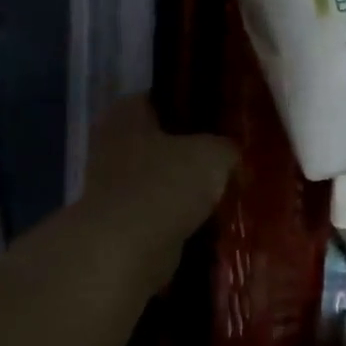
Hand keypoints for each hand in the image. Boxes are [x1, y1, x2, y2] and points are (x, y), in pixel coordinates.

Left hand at [80, 97, 236, 261]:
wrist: (128, 248)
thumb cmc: (165, 184)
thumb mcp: (213, 154)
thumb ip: (227, 147)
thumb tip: (231, 154)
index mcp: (127, 113)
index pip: (165, 97)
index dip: (196, 105)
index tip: (226, 119)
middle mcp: (113, 142)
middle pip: (165, 139)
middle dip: (195, 150)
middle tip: (232, 156)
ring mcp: (114, 183)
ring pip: (164, 175)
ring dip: (189, 184)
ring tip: (228, 188)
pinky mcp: (123, 219)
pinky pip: (163, 208)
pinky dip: (183, 213)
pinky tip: (212, 216)